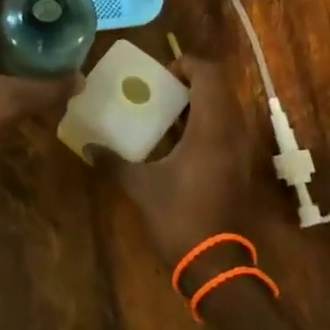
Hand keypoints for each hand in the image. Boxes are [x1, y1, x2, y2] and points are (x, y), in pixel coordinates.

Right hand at [90, 56, 269, 279]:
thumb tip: (88, 147)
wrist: (216, 264)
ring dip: (201, 102)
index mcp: (211, 129)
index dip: (188, 64)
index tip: (163, 73)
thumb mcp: (141, 187)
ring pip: (227, 109)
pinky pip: (228, 129)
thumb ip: (114, 162)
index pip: (209, 75)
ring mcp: (241, 151)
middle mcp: (232, 133)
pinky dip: (208, 123)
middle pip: (221, 88)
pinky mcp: (241, 167)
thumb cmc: (179, 217)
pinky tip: (180, 141)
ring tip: (169, 112)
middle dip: (193, 81)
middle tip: (163, 89)